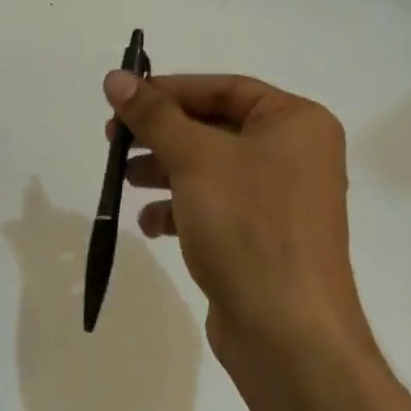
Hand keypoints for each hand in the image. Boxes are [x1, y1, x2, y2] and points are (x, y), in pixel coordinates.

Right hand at [105, 70, 370, 378]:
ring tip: (124, 180)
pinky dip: (181, 209)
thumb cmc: (248, 226)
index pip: (224, 89)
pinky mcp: (263, 239)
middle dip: (162, 135)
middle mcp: (296, 155)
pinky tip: (150, 225)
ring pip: (210, 170)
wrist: (288, 333)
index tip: (123, 99)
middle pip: (215, 128)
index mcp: (297, 123)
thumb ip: (153, 115)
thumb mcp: (194, 159)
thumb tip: (115, 77)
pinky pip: (216, 208)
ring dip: (164, 172)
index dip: (170, 90)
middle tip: (114, 140)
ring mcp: (281, 201)